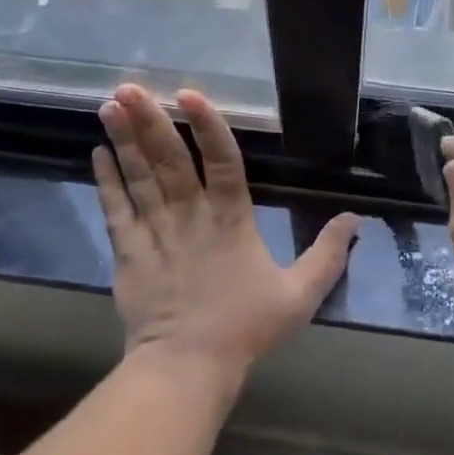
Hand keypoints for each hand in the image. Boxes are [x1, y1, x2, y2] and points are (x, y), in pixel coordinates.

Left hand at [94, 85, 357, 386]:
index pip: (222, 161)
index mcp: (231, 219)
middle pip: (169, 160)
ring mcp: (155, 231)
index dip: (207, 126)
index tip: (189, 94)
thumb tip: (355, 219)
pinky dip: (106, 180)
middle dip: (150, 121)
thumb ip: (328, 255)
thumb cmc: (245, 328)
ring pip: (139, 176)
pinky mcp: (128, 252)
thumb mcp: (300, 295)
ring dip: (124, 139)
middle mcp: (190, 215)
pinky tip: (98, 152)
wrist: (187, 368)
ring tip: (111, 104)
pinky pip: (116, 209)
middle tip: (130, 86)